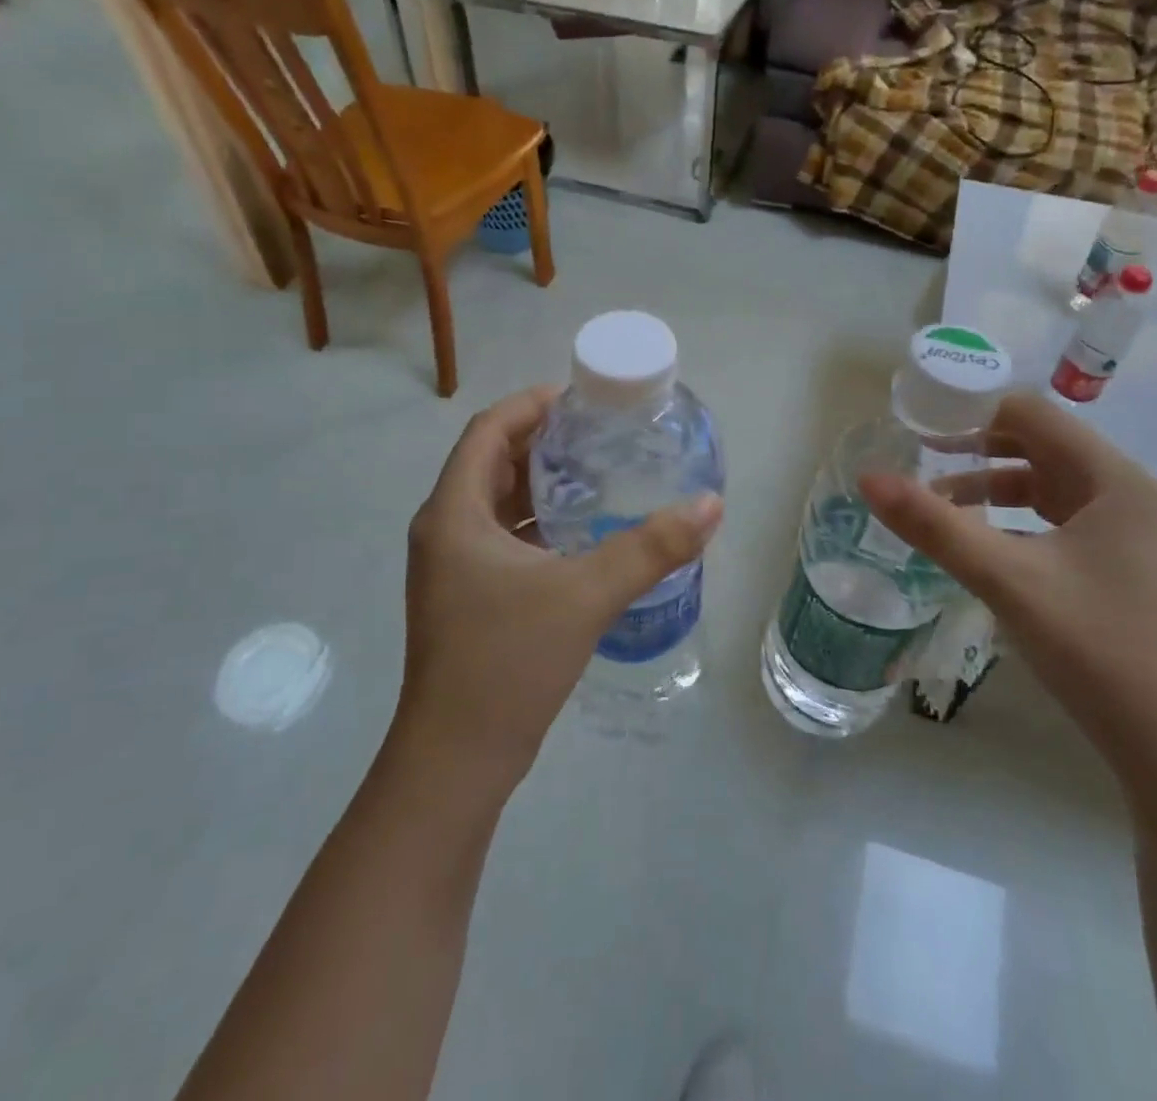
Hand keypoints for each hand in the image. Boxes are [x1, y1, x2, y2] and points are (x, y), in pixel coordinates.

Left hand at [398, 387, 723, 787]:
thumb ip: (651, 548)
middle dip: (543, 440)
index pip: (488, 430)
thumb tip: (710, 506)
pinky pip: (501, 535)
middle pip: (491, 461)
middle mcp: (445, 529)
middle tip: (600, 433)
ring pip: (495, 501)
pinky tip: (581, 532)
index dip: (531, 405)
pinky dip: (537, 520)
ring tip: (598, 472)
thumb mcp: (586, 595)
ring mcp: (452, 566)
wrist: (457, 759)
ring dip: (541, 482)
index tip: (581, 398)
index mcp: (454, 513)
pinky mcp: (466, 595)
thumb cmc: (508, 662)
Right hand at [860, 393, 1156, 778]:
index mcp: (1113, 478)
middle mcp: (1126, 493)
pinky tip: (982, 543)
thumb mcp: (1005, 578)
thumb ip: (933, 524)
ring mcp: (1128, 531)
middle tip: (918, 457)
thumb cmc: (1093, 646)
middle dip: (976, 448)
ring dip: (992, 486)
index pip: (1032, 413)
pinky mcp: (1121, 564)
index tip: (919, 424)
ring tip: (939, 502)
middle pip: (1040, 445)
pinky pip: (1058, 519)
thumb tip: (868, 478)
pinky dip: (1014, 519)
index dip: (971, 411)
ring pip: (1047, 485)